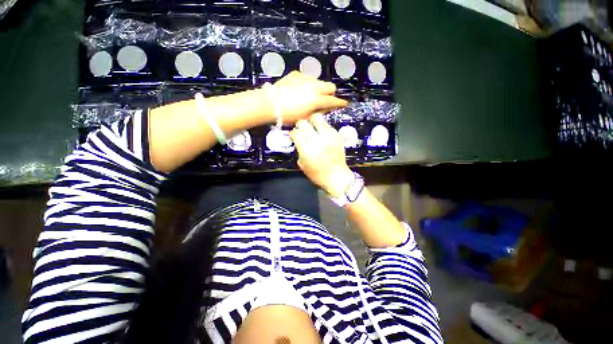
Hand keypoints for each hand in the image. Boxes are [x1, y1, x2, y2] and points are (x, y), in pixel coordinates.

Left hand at [271, 71, 347, 124]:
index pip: (333, 101)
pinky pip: (307, 78)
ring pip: (319, 82)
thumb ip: (317, 112)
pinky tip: (299, 90)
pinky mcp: (296, 74)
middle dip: (330, 94)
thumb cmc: (288, 115)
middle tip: (324, 101)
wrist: (270, 103)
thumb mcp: (305, 118)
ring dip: (319, 89)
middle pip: (330, 86)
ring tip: (309, 96)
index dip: (340, 103)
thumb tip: (324, 109)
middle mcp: (314, 86)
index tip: (344, 104)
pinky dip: (307, 84)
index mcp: (316, 99)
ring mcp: (305, 78)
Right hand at [290, 113, 353, 197]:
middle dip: (300, 126)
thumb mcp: (303, 165)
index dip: (293, 134)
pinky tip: (321, 133)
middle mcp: (317, 140)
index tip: (294, 136)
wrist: (337, 177)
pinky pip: (327, 124)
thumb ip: (300, 150)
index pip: (296, 133)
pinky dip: (322, 127)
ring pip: (317, 118)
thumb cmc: (318, 174)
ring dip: (312, 122)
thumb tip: (298, 140)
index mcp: (307, 149)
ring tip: (312, 128)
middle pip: (304, 123)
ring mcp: (328, 136)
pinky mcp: (337, 135)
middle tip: (301, 130)